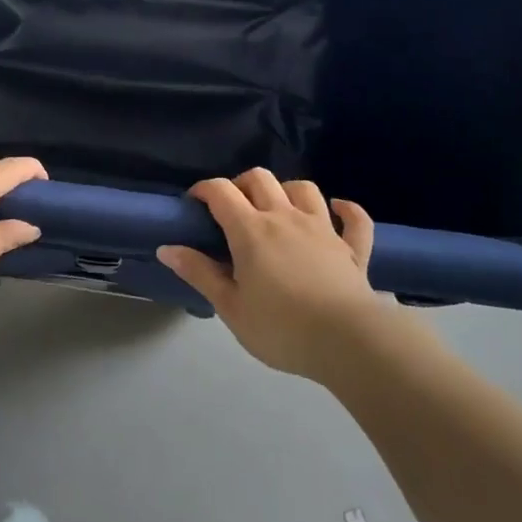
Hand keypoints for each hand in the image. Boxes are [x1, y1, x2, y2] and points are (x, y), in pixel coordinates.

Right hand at [158, 169, 402, 379]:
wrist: (349, 342)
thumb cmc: (281, 328)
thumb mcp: (231, 307)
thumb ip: (200, 274)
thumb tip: (166, 248)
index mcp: (251, 230)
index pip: (221, 191)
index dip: (204, 189)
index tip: (194, 203)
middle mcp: (285, 217)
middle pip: (260, 179)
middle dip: (241, 185)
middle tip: (232, 209)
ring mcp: (323, 228)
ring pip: (304, 189)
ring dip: (286, 190)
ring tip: (277, 208)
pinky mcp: (352, 248)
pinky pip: (354, 218)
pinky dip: (346, 209)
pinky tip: (337, 209)